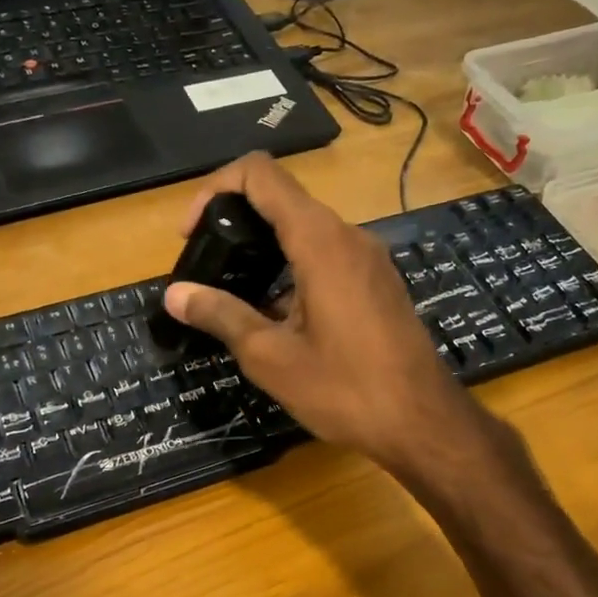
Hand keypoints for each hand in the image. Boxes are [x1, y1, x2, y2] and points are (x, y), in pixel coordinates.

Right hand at [163, 154, 481, 474]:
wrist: (422, 422)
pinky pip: (328, 257)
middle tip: (207, 269)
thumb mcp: (271, 356)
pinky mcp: (378, 283)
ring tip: (235, 296)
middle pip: (282, 200)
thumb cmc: (345, 389)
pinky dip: (293, 270)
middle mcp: (348, 236)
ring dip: (264, 251)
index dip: (216, 189)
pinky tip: (278, 318)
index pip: (260, 174)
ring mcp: (369, 259)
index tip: (192, 234)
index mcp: (320, 241)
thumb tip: (175, 294)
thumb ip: (221, 315)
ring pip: (305, 231)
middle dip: (235, 223)